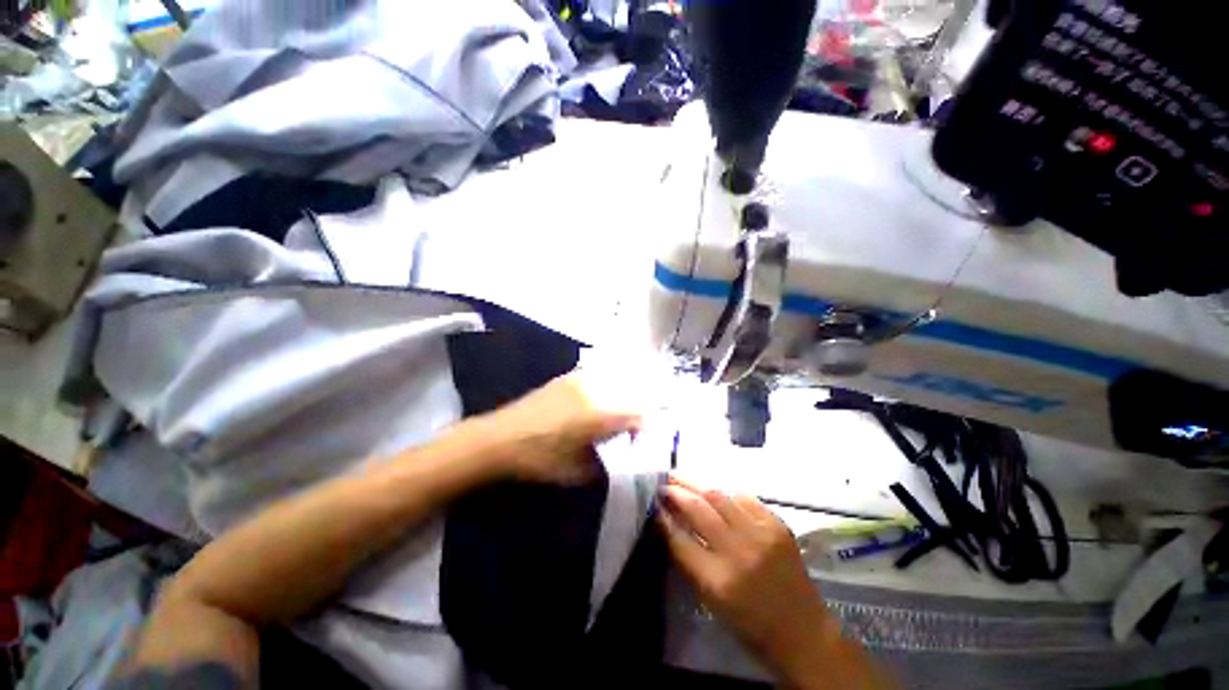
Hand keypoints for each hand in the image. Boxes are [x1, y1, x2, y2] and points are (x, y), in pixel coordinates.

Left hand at [478, 373, 640, 483]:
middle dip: (634, 411)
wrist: (499, 439)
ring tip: (614, 415)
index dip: (644, 427)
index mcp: (600, 415)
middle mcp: (594, 391)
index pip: (637, 414)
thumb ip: (606, 462)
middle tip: (630, 428)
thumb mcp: (578, 471)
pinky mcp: (566, 377)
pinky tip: (596, 402)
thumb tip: (619, 456)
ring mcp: (579, 380)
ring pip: (613, 383)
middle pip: (629, 394)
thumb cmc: (540, 460)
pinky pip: (595, 378)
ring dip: (620, 398)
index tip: (639, 440)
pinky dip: (604, 389)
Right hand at [658, 477, 852, 687]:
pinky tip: (715, 491)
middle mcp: (739, 552)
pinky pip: (744, 497)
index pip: (680, 539)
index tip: (654, 503)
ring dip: (696, 483)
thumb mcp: (711, 600)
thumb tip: (669, 522)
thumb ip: (688, 559)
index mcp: (718, 580)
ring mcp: (760, 534)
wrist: (802, 631)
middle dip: (676, 492)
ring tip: (681, 476)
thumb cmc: (750, 623)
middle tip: (664, 482)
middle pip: (698, 509)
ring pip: (719, 496)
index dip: (664, 517)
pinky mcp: (776, 524)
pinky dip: (725, 492)